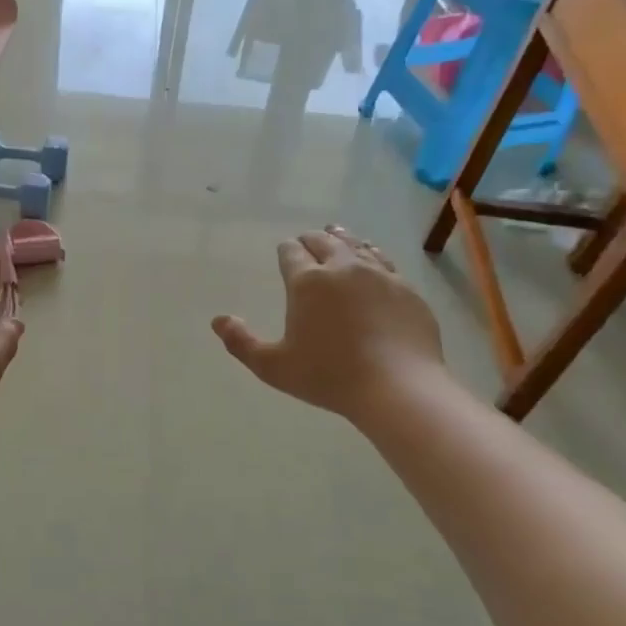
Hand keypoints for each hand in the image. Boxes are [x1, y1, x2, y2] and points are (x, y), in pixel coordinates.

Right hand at [212, 227, 444, 426]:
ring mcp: (379, 275)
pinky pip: (384, 261)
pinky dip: (372, 255)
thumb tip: (218, 320)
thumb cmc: (329, 376)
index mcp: (307, 282)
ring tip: (337, 237)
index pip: (291, 252)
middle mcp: (342, 268)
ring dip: (341, 240)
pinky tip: (371, 262)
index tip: (284, 253)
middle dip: (311, 240)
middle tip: (306, 243)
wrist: (399, 388)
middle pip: (324, 241)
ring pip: (356, 245)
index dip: (285, 250)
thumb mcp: (273, 367)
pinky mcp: (406, 289)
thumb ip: (241, 342)